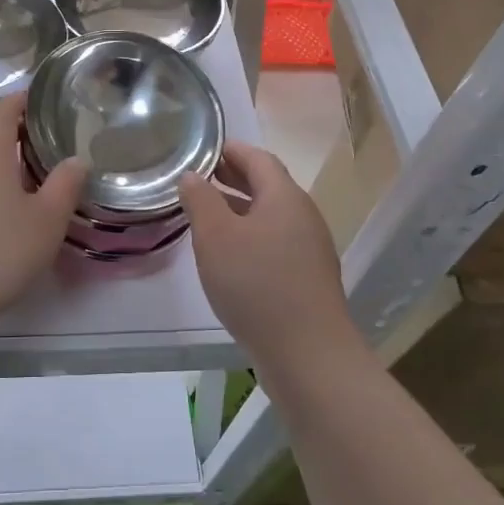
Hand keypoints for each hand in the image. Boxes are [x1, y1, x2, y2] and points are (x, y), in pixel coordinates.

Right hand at [178, 142, 355, 367]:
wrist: (308, 355)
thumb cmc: (256, 284)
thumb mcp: (216, 236)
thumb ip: (200, 199)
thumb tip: (193, 175)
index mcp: (284, 197)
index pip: (257, 158)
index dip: (230, 150)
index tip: (203, 150)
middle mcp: (303, 215)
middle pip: (267, 185)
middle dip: (233, 178)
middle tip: (199, 179)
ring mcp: (310, 248)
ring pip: (271, 216)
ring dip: (240, 209)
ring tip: (207, 216)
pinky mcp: (308, 278)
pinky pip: (276, 242)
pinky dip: (251, 236)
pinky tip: (230, 256)